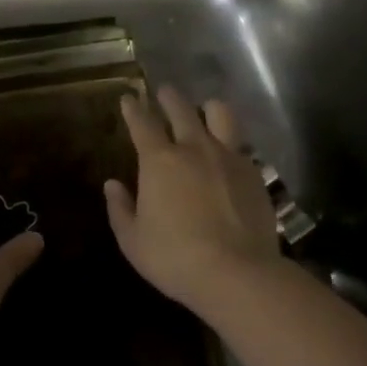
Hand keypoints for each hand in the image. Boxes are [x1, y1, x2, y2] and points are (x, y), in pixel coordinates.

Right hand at [105, 88, 280, 310]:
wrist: (238, 274)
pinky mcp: (254, 173)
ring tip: (206, 109)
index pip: (142, 123)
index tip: (128, 98)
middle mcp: (194, 148)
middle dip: (169, 97)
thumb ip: (120, 209)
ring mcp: (229, 157)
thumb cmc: (175, 258)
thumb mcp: (133, 241)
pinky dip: (231, 143)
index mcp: (159, 161)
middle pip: (181, 109)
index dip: (133, 108)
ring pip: (220, 115)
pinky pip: (241, 146)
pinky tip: (230, 153)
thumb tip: (112, 185)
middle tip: (164, 91)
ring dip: (209, 108)